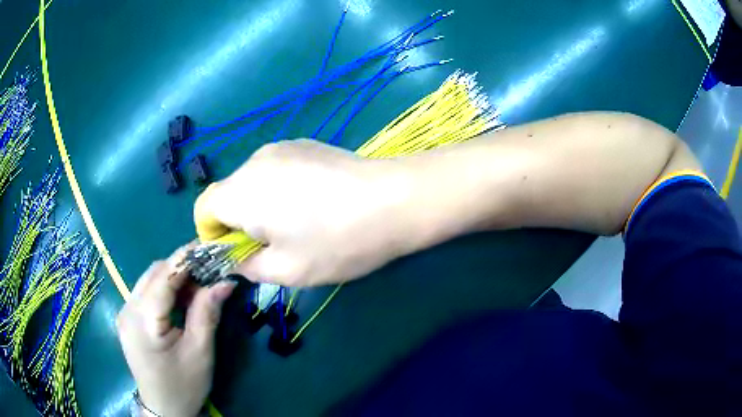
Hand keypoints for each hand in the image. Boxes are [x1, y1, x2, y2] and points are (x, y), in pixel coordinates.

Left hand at [117, 245, 235, 416]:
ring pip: (149, 279)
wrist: (163, 409)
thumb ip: (207, 312)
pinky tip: (181, 302)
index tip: (211, 247)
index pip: (164, 276)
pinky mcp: (127, 318)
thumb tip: (225, 280)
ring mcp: (124, 312)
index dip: (187, 258)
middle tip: (210, 273)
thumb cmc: (184, 385)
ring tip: (199, 289)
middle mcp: (128, 309)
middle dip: (182, 267)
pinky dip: (165, 290)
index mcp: (143, 320)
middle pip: (154, 273)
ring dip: (174, 278)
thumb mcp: (200, 352)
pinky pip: (146, 292)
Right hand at [194, 140, 416, 286]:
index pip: (204, 209)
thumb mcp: (286, 270)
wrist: (395, 200)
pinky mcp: (305, 144)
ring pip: (253, 182)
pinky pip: (276, 170)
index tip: (239, 254)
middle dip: (240, 223)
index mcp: (241, 191)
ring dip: (262, 206)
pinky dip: (281, 190)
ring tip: (300, 224)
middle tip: (274, 246)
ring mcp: (282, 147)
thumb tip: (237, 259)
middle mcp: (254, 161)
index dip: (213, 236)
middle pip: (229, 194)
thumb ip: (249, 266)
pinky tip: (315, 202)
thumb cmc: (337, 242)